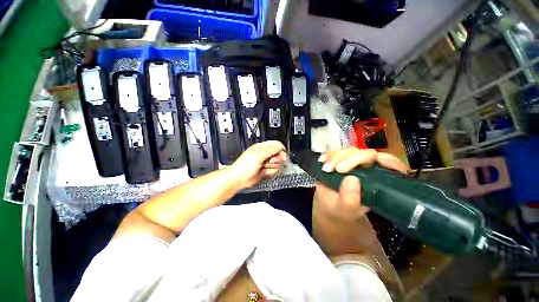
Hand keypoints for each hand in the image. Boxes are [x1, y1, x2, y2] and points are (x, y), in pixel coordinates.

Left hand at [230, 141, 287, 188]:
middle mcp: (265, 154)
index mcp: (262, 147)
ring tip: (264, 167)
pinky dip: (270, 172)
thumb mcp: (259, 155)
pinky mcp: (266, 170)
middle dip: (276, 160)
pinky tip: (263, 172)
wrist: (239, 179)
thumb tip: (280, 147)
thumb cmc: (245, 166)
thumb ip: (271, 150)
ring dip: (272, 167)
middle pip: (279, 155)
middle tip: (269, 162)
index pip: (276, 145)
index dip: (281, 150)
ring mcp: (266, 163)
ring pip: (277, 164)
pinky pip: (274, 170)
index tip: (282, 156)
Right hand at [314, 147, 407, 219]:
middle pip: (367, 154)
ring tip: (326, 169)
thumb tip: (353, 179)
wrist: (327, 204)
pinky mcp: (340, 159)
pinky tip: (322, 161)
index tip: (375, 160)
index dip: (389, 160)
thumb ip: (350, 199)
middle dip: (351, 159)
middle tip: (337, 169)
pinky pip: (336, 151)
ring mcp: (353, 163)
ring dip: (336, 157)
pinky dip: (328, 154)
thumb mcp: (345, 209)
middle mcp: (368, 170)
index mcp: (378, 183)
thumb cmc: (339, 209)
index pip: (393, 167)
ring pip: (350, 151)